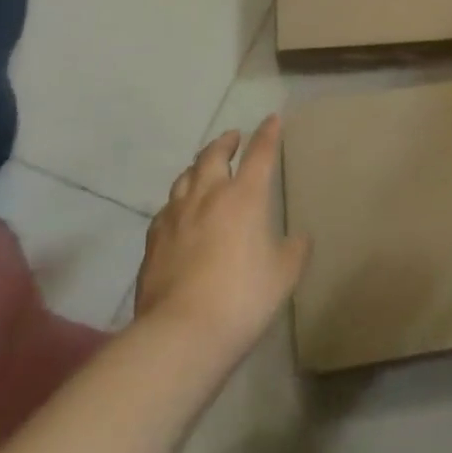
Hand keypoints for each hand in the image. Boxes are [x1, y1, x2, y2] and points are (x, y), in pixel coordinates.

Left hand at [135, 117, 309, 362]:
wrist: (181, 333)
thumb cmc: (243, 297)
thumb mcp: (284, 273)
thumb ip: (294, 249)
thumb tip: (298, 238)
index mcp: (245, 197)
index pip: (260, 154)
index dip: (268, 134)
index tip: (272, 120)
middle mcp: (208, 196)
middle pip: (213, 156)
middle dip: (226, 142)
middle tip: (233, 138)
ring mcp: (175, 217)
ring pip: (184, 178)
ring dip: (198, 167)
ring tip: (204, 168)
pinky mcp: (153, 241)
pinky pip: (166, 209)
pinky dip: (178, 201)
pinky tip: (179, 212)